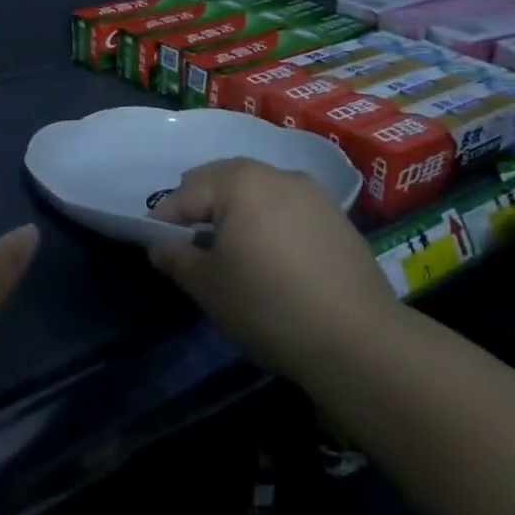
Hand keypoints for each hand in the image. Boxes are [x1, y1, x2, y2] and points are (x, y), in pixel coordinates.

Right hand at [149, 158, 399, 383]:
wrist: (359, 341)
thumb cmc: (269, 305)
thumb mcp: (209, 286)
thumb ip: (176, 258)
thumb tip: (160, 247)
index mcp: (239, 180)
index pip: (186, 194)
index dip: (164, 220)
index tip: (155, 245)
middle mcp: (275, 173)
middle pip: (222, 181)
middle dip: (201, 208)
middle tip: (190, 245)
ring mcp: (312, 192)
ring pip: (257, 192)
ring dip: (237, 212)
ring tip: (231, 250)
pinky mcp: (337, 217)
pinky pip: (287, 208)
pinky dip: (269, 222)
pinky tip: (272, 257)